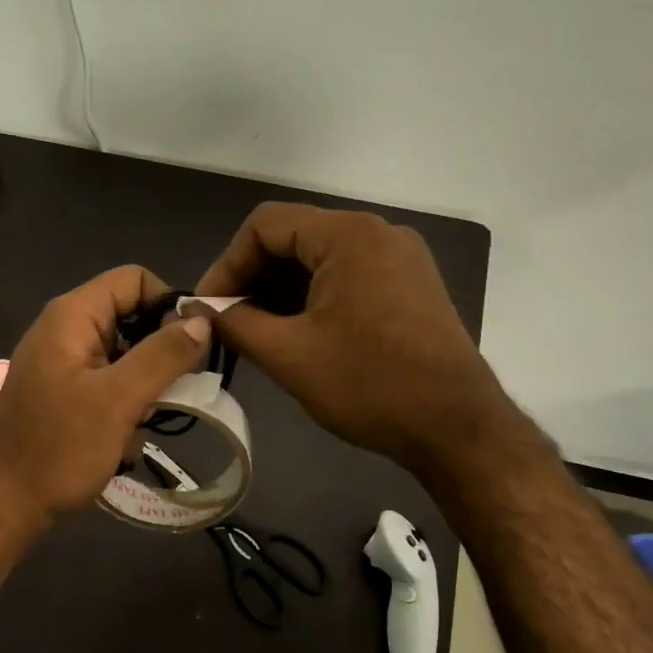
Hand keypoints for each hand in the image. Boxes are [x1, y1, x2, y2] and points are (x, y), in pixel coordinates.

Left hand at [0, 266, 210, 527]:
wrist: (1, 503)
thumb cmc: (59, 447)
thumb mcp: (119, 399)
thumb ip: (163, 355)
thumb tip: (203, 320)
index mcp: (73, 315)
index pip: (135, 279)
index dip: (169, 303)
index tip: (192, 345)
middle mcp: (66, 329)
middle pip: (131, 316)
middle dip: (158, 352)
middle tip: (174, 390)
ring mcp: (62, 362)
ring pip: (124, 354)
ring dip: (143, 385)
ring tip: (144, 421)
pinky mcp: (63, 392)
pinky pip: (108, 382)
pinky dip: (125, 404)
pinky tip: (125, 438)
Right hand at [196, 202, 492, 474]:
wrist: (458, 428)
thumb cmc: (369, 385)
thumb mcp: (289, 355)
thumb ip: (234, 323)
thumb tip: (195, 309)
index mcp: (348, 235)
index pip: (265, 225)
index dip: (227, 264)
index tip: (208, 308)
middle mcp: (378, 233)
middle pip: (294, 237)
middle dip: (254, 278)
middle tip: (228, 323)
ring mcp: (401, 258)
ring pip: (321, 259)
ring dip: (282, 291)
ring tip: (259, 334)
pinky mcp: (412, 285)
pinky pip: (349, 276)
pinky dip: (315, 298)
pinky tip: (300, 334)